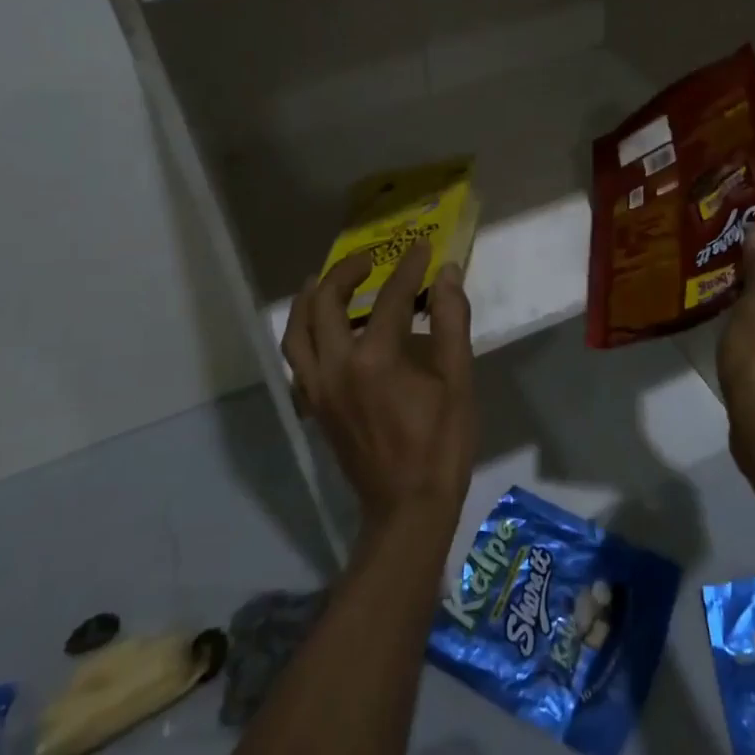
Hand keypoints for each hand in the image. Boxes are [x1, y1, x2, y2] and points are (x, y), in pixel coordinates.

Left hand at [281, 241, 476, 535]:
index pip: (390, 297)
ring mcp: (318, 389)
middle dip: (345, 273)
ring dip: (310, 300)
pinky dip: (304, 335)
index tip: (423, 247)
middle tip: (368, 260)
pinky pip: (297, 360)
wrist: (408, 507)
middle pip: (325, 304)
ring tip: (326, 282)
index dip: (409, 268)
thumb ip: (451, 322)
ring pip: (296, 332)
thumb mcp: (458, 380)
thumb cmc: (441, 443)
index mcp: (375, 359)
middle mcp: (336, 367)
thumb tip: (447, 274)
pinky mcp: (314, 407)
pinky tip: (323, 331)